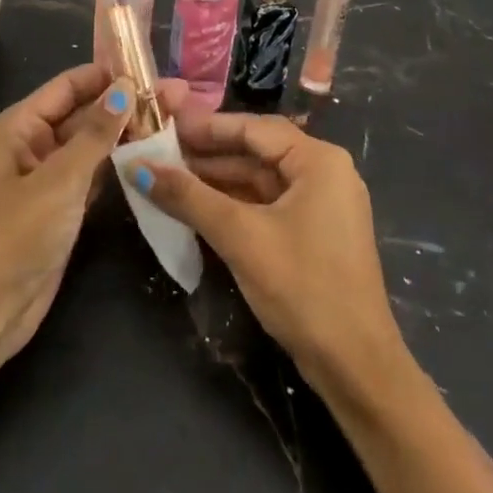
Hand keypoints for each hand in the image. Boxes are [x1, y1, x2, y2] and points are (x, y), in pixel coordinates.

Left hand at [0, 63, 181, 365]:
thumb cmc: (14, 236)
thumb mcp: (58, 180)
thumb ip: (95, 134)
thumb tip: (126, 87)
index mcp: (21, 126)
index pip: (69, 85)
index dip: (108, 74)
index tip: (152, 70)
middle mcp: (35, 144)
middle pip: (85, 112)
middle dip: (127, 104)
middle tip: (180, 96)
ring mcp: (51, 177)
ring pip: (95, 144)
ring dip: (129, 133)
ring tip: (176, 120)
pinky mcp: (65, 207)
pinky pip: (97, 174)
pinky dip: (122, 164)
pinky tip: (155, 156)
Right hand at [130, 111, 404, 389]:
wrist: (356, 367)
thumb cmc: (303, 287)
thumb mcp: (240, 237)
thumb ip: (188, 197)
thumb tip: (137, 166)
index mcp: (318, 161)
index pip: (253, 128)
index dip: (206, 126)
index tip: (164, 125)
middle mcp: (324, 173)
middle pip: (256, 151)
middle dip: (207, 155)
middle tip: (158, 152)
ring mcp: (321, 205)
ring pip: (259, 180)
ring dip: (216, 181)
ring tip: (168, 178)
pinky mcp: (314, 234)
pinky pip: (266, 205)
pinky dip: (233, 204)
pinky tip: (197, 207)